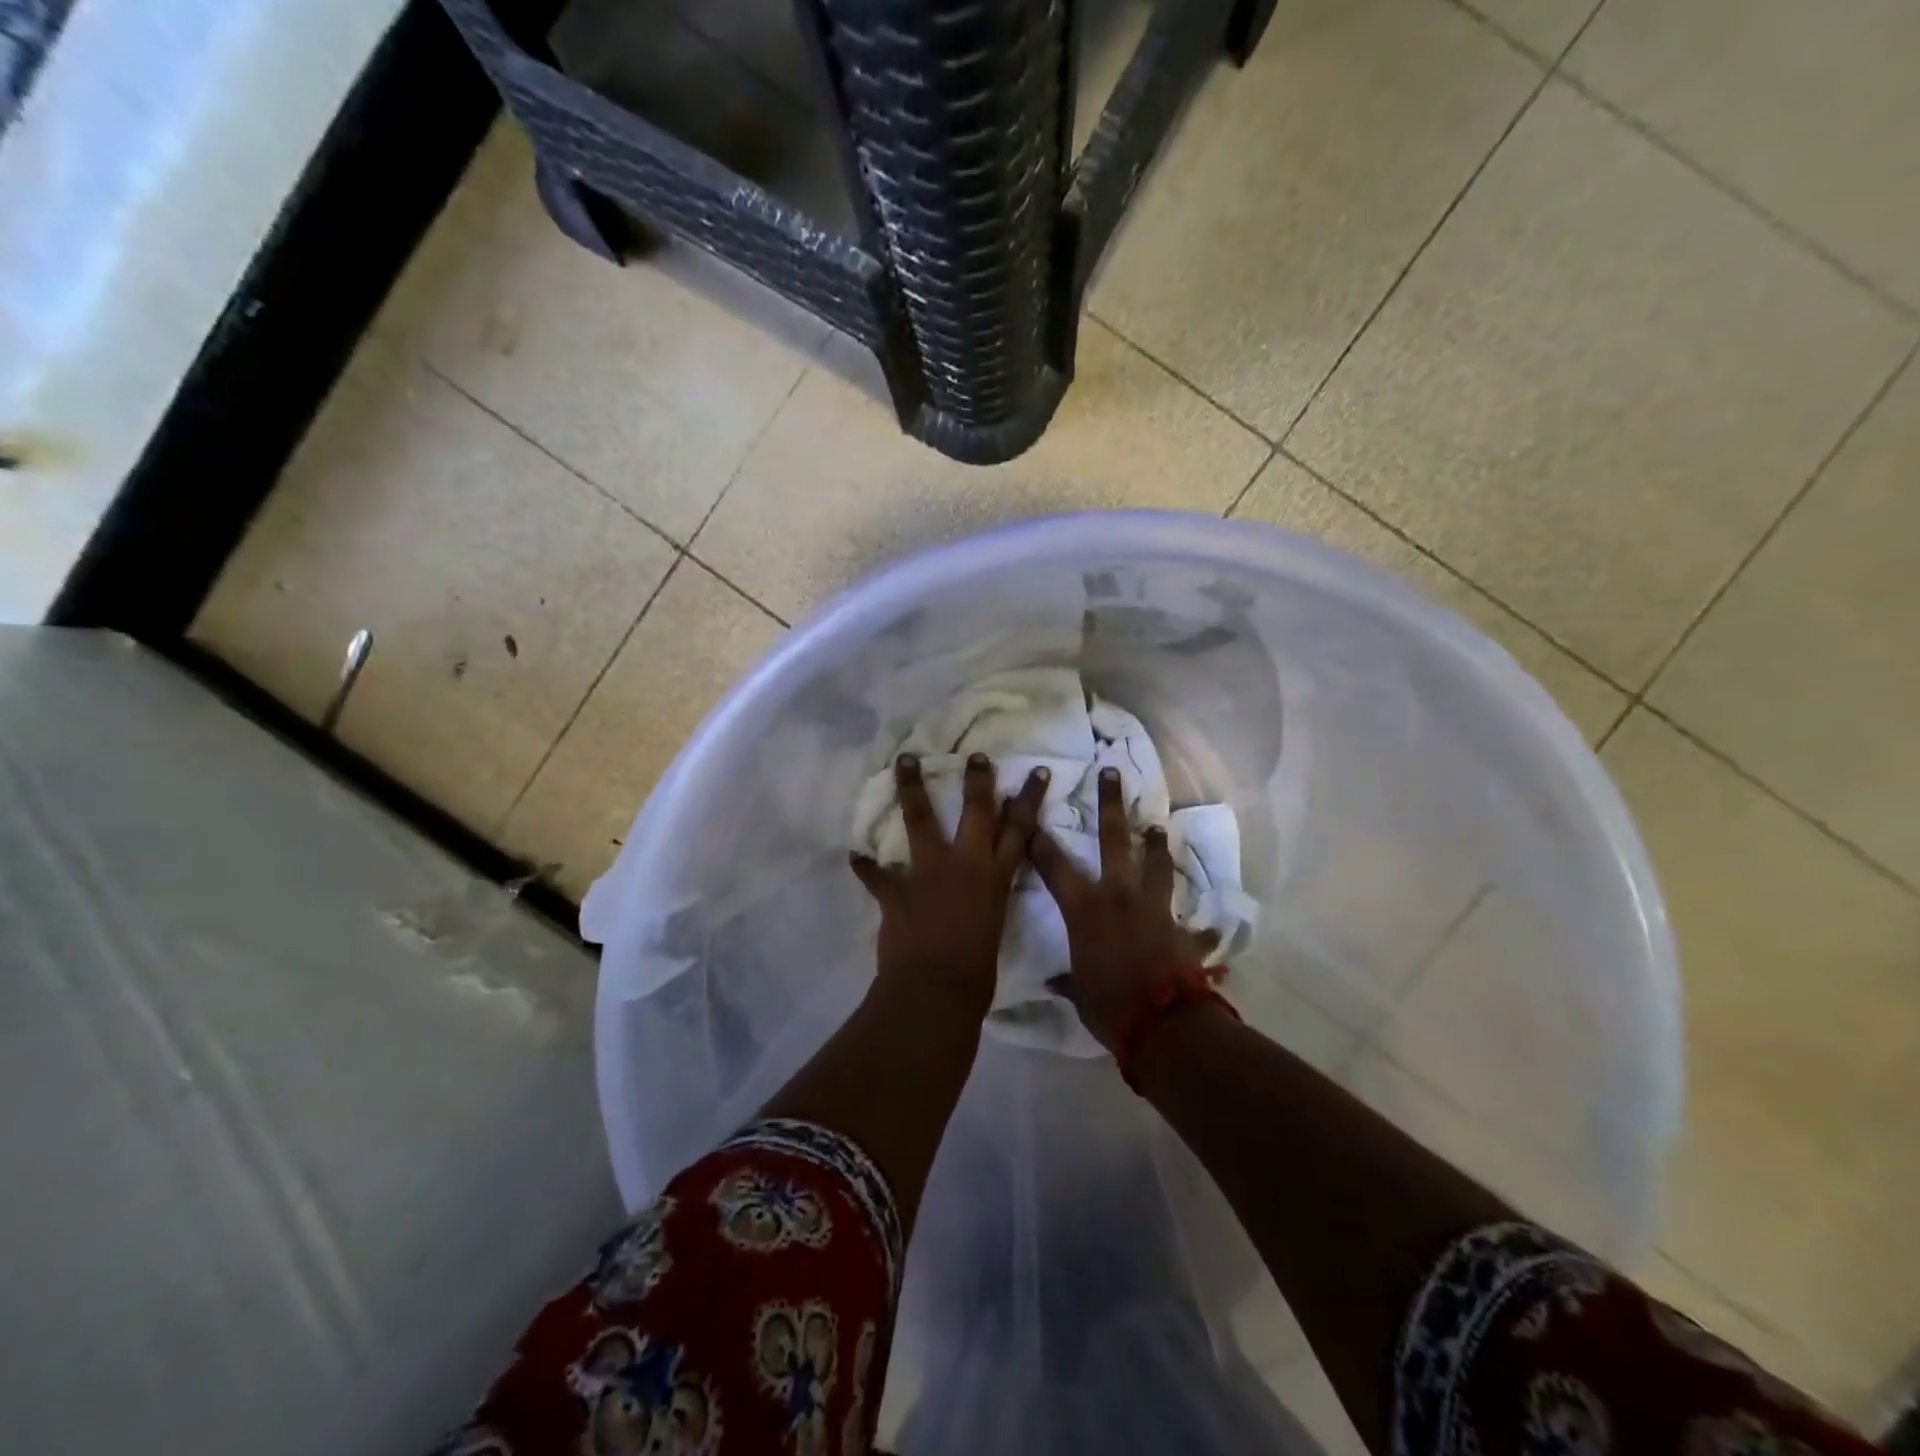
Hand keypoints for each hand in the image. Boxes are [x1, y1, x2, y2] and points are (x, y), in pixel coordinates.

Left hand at [851, 752, 1049, 1019]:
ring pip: (920, 819)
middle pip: (977, 811)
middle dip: (977, 780)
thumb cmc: (977, 974)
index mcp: (996, 879)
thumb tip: (980, 895)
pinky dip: (864, 865)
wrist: (938, 991)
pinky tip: (854, 854)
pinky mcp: (897, 889)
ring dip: (911, 788)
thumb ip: (988, 902)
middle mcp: (966, 864)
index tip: (1037, 771)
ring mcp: (929, 872)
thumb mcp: (995, 928)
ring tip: (904, 761)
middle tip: (975, 755)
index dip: (1029, 799)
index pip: (1020, 830)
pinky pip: (874, 872)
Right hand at [1029, 766, 1217, 1054]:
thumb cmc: (1109, 1005)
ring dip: (1155, 845)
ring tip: (1156, 826)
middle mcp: (1119, 895)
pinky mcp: (1182, 929)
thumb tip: (1057, 981)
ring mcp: (1155, 908)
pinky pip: (1192, 925)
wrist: (1164, 1024)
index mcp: (1085, 907)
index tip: (1031, 814)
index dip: (1039, 839)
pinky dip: (1197, 926)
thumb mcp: (1079, 992)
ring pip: (1156, 864)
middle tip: (1112, 771)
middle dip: (1111, 802)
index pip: (1053, 864)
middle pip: (1113, 839)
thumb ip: (1068, 979)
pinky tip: (1207, 924)